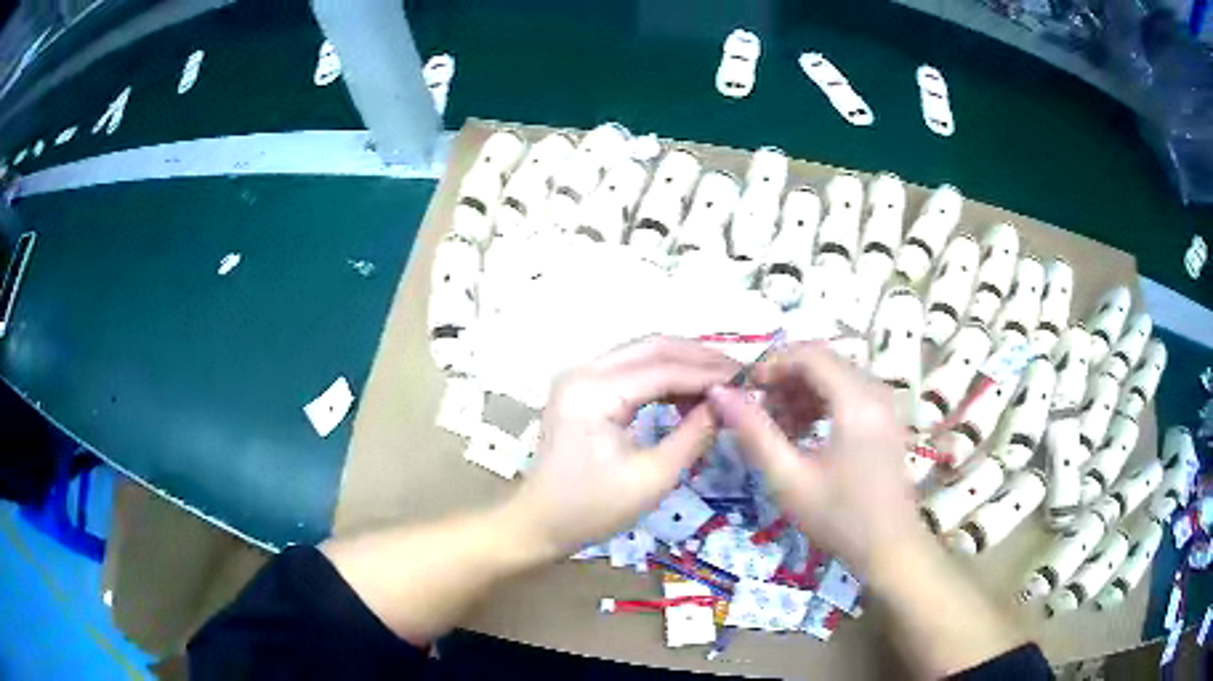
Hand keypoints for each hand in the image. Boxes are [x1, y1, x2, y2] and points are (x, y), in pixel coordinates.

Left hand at [507, 337, 739, 557]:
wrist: (539, 523)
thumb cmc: (592, 509)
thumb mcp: (652, 478)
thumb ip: (694, 435)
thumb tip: (729, 404)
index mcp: (594, 391)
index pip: (664, 368)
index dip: (710, 374)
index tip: (749, 381)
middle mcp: (584, 370)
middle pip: (654, 347)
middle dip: (700, 358)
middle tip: (741, 374)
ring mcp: (580, 376)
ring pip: (644, 353)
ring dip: (684, 364)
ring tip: (723, 384)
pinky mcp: (583, 387)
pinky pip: (631, 369)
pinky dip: (664, 377)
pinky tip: (690, 394)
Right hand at [706, 341, 927, 581]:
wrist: (890, 549)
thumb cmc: (839, 518)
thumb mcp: (789, 479)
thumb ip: (754, 432)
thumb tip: (719, 392)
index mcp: (856, 401)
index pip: (810, 354)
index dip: (772, 364)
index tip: (744, 389)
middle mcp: (876, 391)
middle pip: (824, 360)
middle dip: (786, 378)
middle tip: (758, 410)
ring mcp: (885, 404)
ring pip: (836, 375)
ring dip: (802, 391)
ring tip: (777, 426)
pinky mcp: (887, 419)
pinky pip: (849, 392)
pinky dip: (822, 402)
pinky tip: (804, 433)